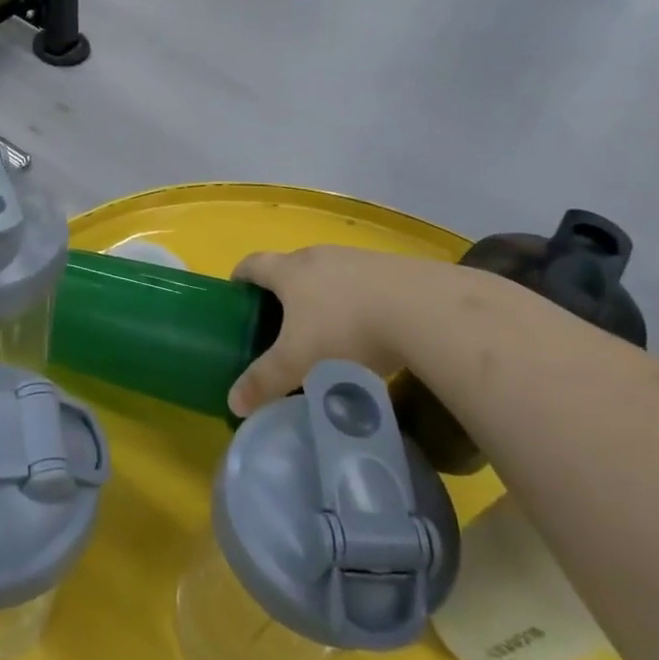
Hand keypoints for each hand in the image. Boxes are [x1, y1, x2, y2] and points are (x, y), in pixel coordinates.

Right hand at [228, 246, 458, 415]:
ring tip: (328, 332)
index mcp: (289, 271)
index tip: (236, 295)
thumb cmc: (346, 330)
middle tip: (281, 325)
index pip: (252, 264)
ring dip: (323, 296)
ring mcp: (358, 258)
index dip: (240, 277)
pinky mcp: (393, 268)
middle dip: (282, 292)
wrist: (425, 310)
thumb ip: (263, 382)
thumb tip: (233, 403)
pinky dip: (357, 301)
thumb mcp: (297, 362)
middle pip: (290, 266)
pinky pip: (363, 282)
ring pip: (329, 274)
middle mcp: (319, 256)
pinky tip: (371, 331)